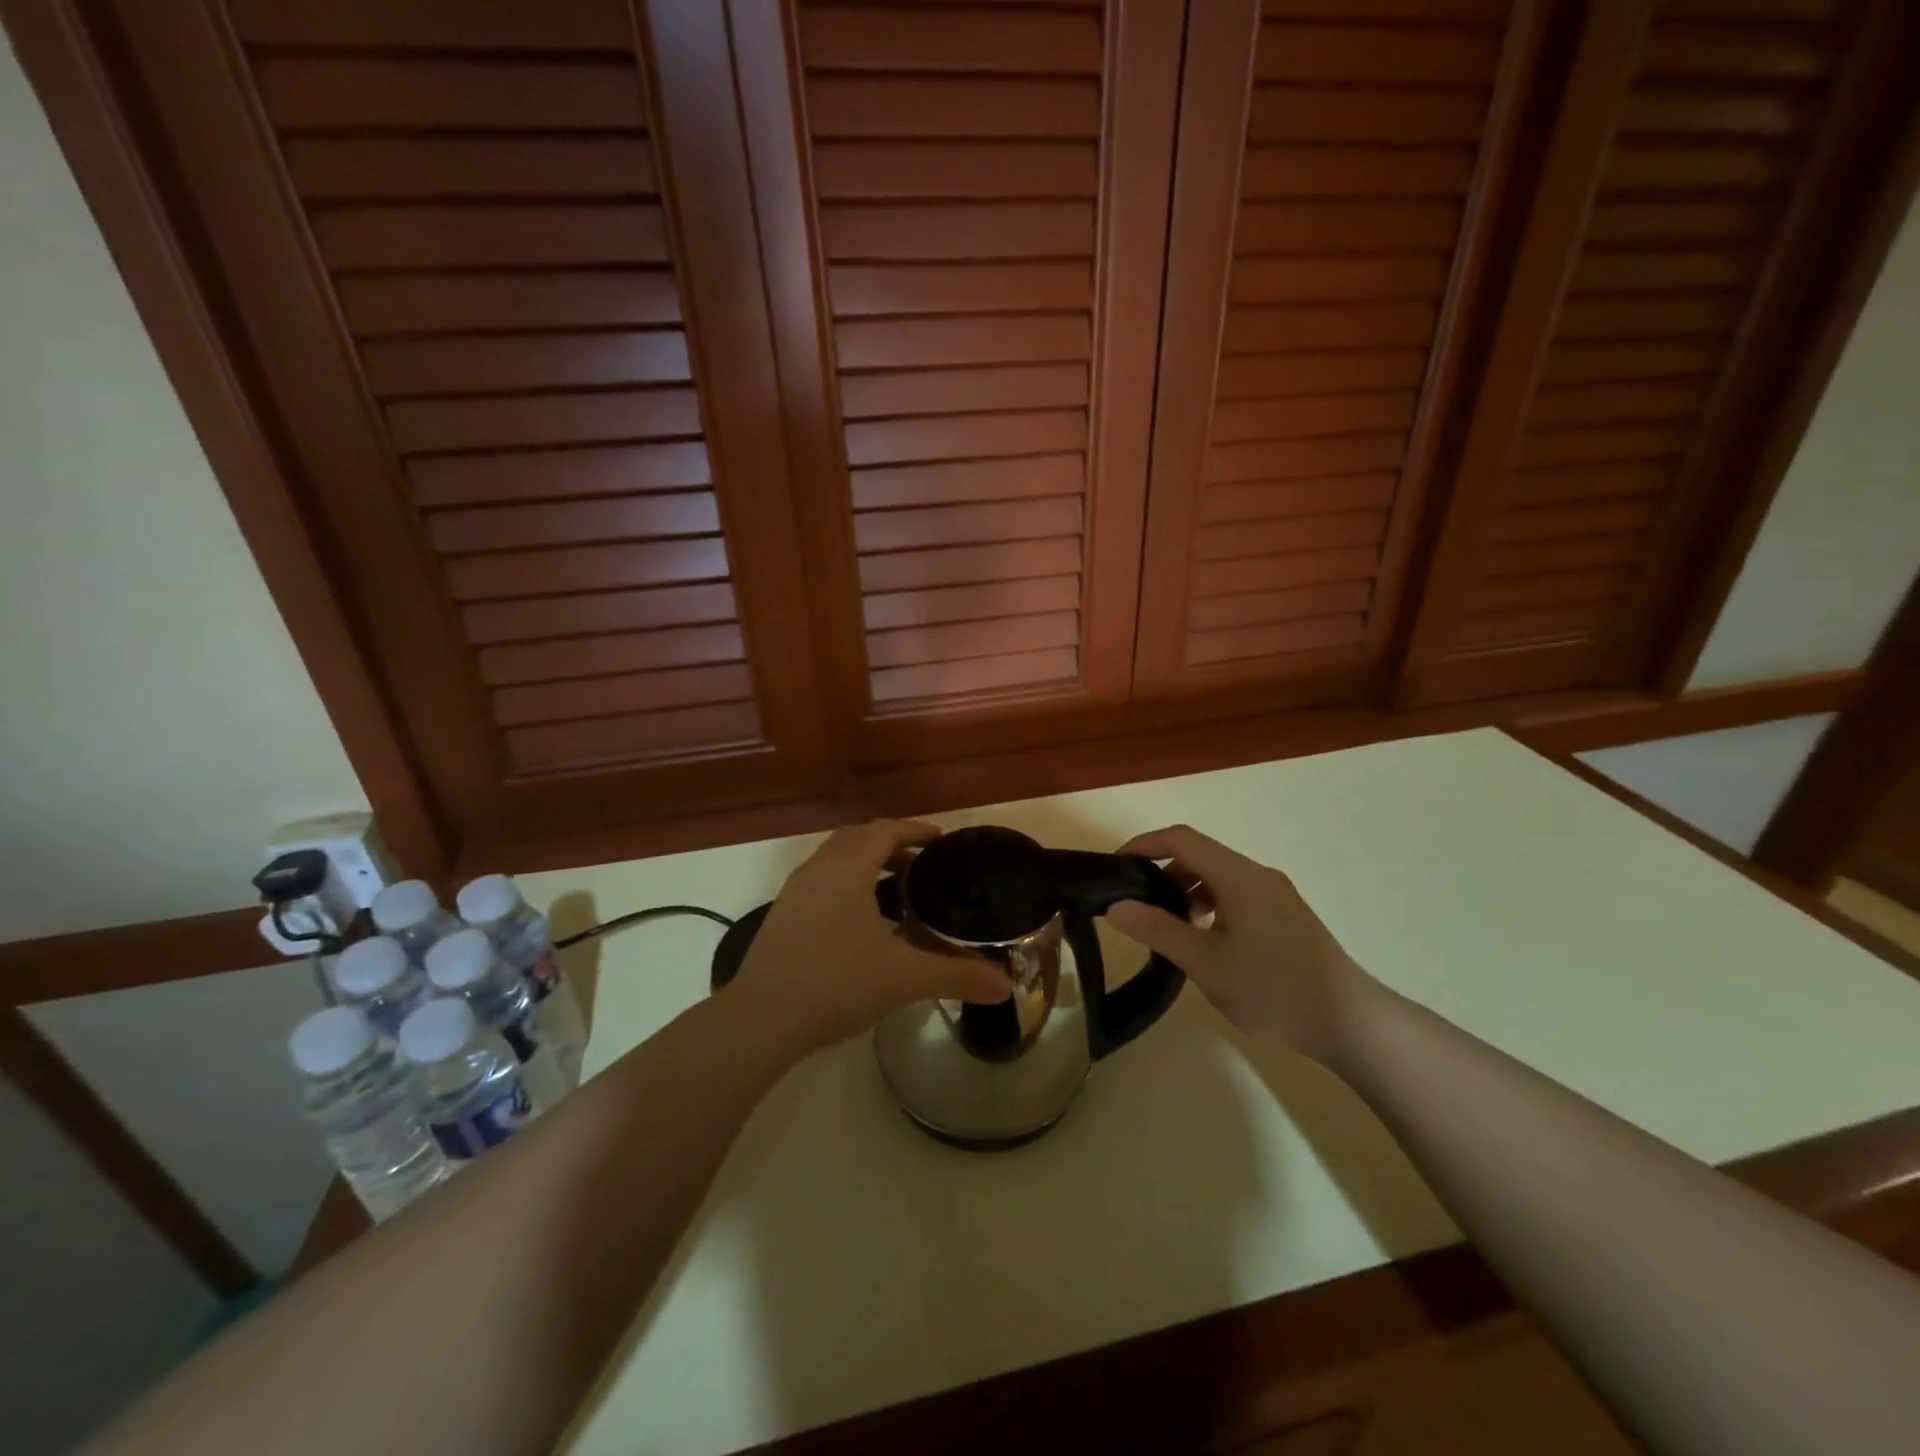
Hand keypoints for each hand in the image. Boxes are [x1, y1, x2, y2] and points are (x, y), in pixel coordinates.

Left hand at [735, 819, 1009, 1052]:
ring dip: (865, 863)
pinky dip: (845, 884)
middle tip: (923, 864)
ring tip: (895, 890)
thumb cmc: (836, 982)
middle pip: (858, 838)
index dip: (915, 830)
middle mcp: (818, 869)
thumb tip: (1006, 986)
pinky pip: (820, 881)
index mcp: (847, 869)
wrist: (761, 1018)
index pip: (885, 831)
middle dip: (892, 844)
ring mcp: (795, 892)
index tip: (941, 839)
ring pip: (835, 859)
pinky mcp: (781, 916)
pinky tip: (859, 921)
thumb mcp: (903, 977)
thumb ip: (956, 976)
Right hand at [1106, 824, 1364, 1059]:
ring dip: (1186, 890)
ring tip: (1165, 926)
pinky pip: (1236, 894)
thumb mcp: (1206, 963)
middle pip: (1200, 855)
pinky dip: (1209, 904)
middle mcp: (1258, 875)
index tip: (1116, 866)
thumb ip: (1158, 930)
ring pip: (1219, 876)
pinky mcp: (1285, 915)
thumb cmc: (1273, 989)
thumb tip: (1115, 906)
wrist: (1350, 1022)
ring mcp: (1276, 895)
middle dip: (1162, 870)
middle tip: (1135, 903)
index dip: (1144, 844)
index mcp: (1238, 876)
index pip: (1181, 839)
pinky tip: (1204, 940)